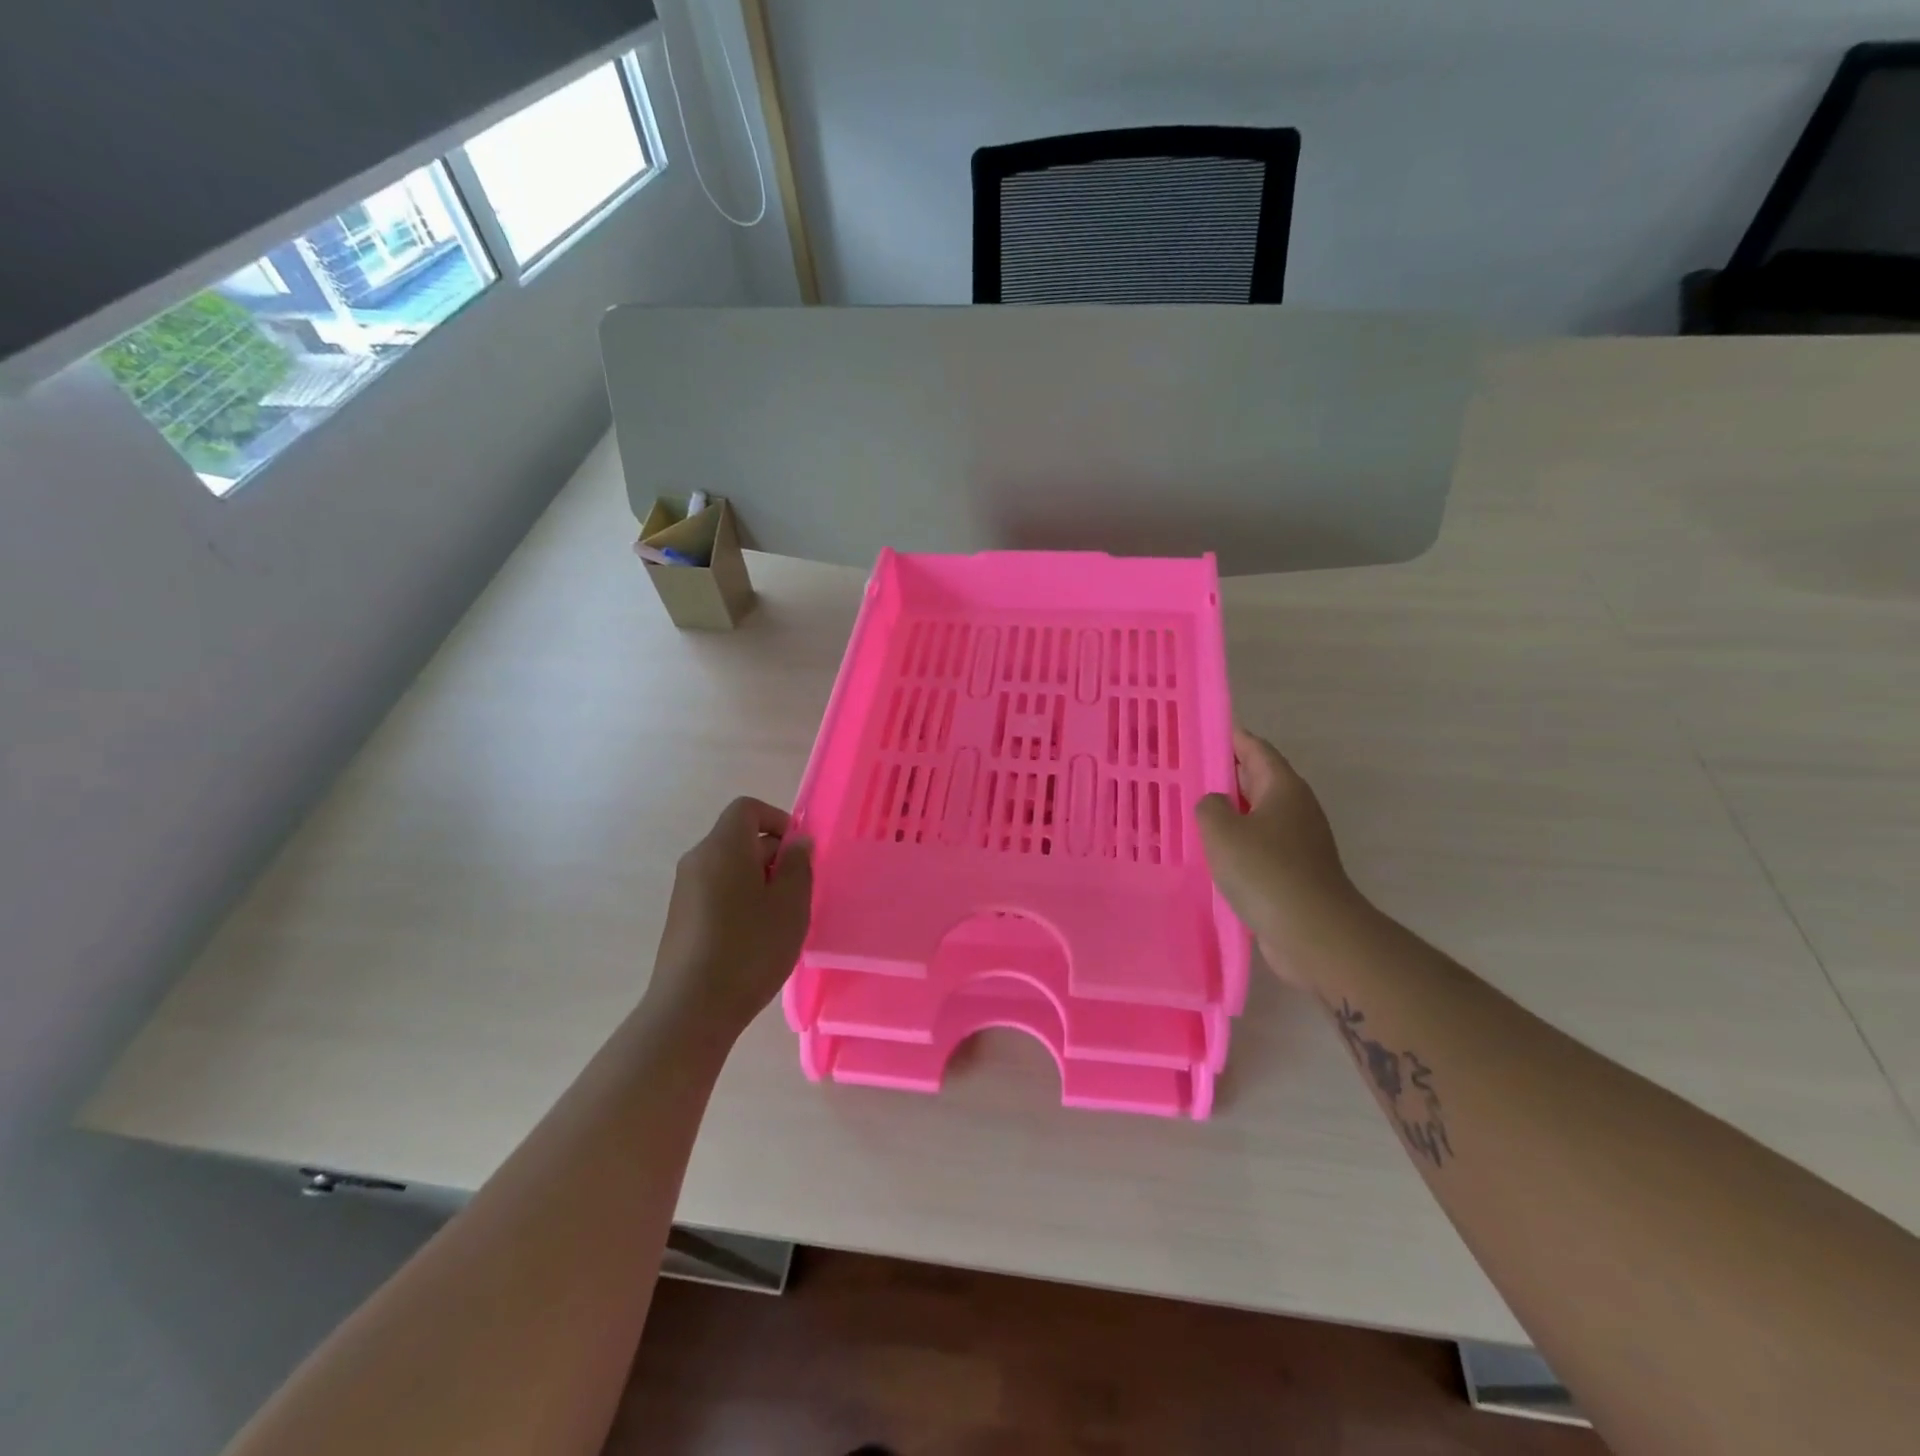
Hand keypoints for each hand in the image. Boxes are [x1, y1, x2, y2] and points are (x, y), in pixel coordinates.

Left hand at [645, 798, 812, 1040]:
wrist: (691, 1008)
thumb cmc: (750, 948)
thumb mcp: (791, 904)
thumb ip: (798, 865)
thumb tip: (797, 842)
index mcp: (723, 847)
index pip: (748, 808)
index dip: (778, 820)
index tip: (798, 853)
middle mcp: (698, 859)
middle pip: (739, 838)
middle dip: (773, 856)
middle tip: (797, 893)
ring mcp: (684, 890)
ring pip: (729, 867)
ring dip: (758, 881)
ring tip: (779, 919)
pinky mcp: (680, 918)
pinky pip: (716, 891)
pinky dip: (739, 900)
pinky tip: (754, 938)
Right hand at [1196, 728, 1361, 985]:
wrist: (1314, 933)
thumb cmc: (1267, 872)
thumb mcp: (1223, 830)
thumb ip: (1209, 806)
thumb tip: (1215, 804)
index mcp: (1284, 788)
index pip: (1255, 749)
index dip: (1230, 737)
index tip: (1201, 731)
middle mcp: (1295, 809)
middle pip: (1257, 780)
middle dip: (1224, 775)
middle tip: (1185, 772)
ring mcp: (1298, 842)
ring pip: (1256, 816)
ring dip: (1227, 813)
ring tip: (1189, 813)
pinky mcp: (1293, 872)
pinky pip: (1258, 846)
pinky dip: (1235, 844)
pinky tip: (1209, 854)